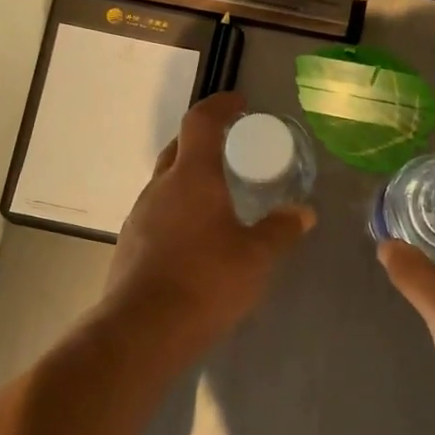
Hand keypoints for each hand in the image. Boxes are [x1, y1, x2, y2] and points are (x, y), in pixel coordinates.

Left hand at [102, 93, 314, 355]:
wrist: (143, 330)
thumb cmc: (206, 281)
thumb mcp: (256, 257)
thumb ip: (281, 230)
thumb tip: (303, 214)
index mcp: (192, 177)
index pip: (201, 122)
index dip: (220, 105)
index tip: (239, 103)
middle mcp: (160, 188)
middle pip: (178, 149)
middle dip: (203, 141)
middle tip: (232, 151)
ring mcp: (139, 216)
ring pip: (166, 184)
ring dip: (190, 181)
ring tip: (219, 199)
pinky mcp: (130, 245)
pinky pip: (158, 214)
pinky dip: (179, 212)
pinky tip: (197, 239)